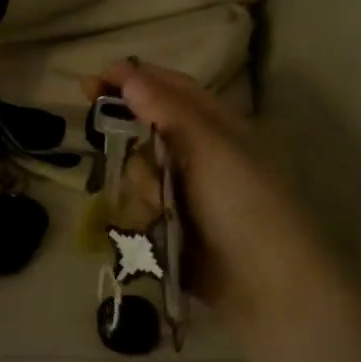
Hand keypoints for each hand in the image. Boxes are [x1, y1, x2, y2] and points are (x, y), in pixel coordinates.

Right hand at [91, 62, 346, 329]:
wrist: (267, 286)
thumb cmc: (245, 205)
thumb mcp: (210, 149)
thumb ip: (167, 111)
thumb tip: (129, 75)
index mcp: (219, 128)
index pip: (171, 89)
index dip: (133, 78)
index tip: (93, 80)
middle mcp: (201, 155)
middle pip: (148, 129)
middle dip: (128, 134)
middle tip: (97, 127)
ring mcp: (186, 192)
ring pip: (140, 170)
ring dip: (140, 181)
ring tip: (157, 201)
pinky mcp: (173, 226)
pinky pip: (141, 206)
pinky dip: (142, 212)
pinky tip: (154, 224)